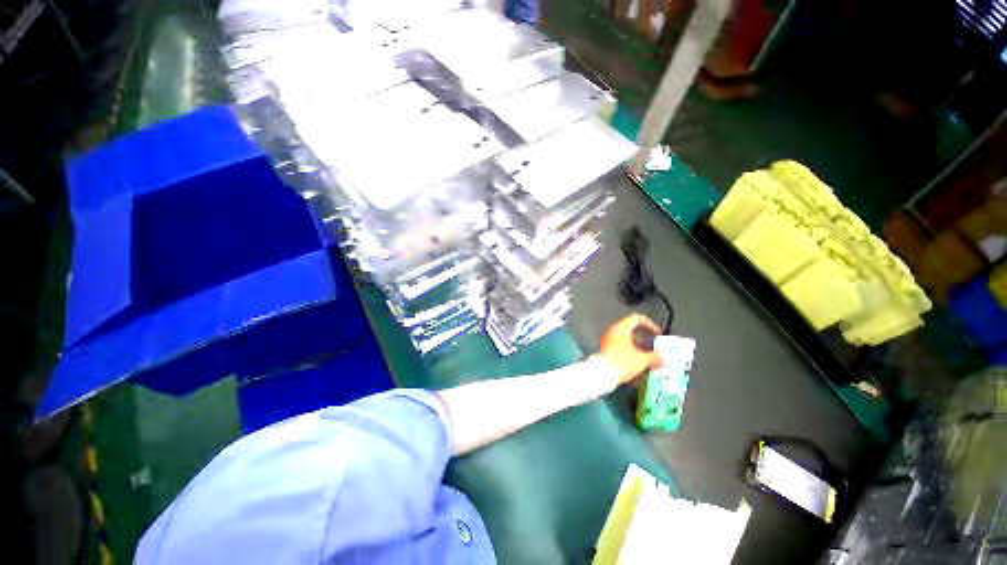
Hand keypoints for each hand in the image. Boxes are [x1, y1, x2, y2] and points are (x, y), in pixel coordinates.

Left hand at [595, 314, 663, 384]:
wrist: (602, 374)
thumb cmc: (623, 362)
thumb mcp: (642, 359)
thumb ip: (654, 356)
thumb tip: (662, 357)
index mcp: (621, 328)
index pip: (637, 318)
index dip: (650, 325)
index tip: (658, 335)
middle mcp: (613, 331)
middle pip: (632, 331)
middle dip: (646, 340)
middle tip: (655, 349)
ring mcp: (608, 340)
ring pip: (627, 341)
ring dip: (639, 349)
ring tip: (649, 360)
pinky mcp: (606, 350)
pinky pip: (621, 348)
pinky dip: (631, 354)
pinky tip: (639, 366)